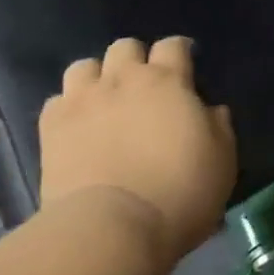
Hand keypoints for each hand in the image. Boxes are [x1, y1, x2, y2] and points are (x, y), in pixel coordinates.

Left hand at [38, 37, 235, 264]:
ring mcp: (83, 101)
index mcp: (167, 81)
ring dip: (97, 78)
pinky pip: (57, 101)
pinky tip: (78, 128)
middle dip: (135, 60)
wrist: (112, 228)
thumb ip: (218, 126)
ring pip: (84, 66)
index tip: (185, 67)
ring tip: (105, 102)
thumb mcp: (221, 160)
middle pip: (125, 47)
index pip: (173, 45)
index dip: (179, 52)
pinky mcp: (52, 128)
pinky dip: (68, 108)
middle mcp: (123, 80)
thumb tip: (210, 110)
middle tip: (144, 88)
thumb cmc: (179, 192)